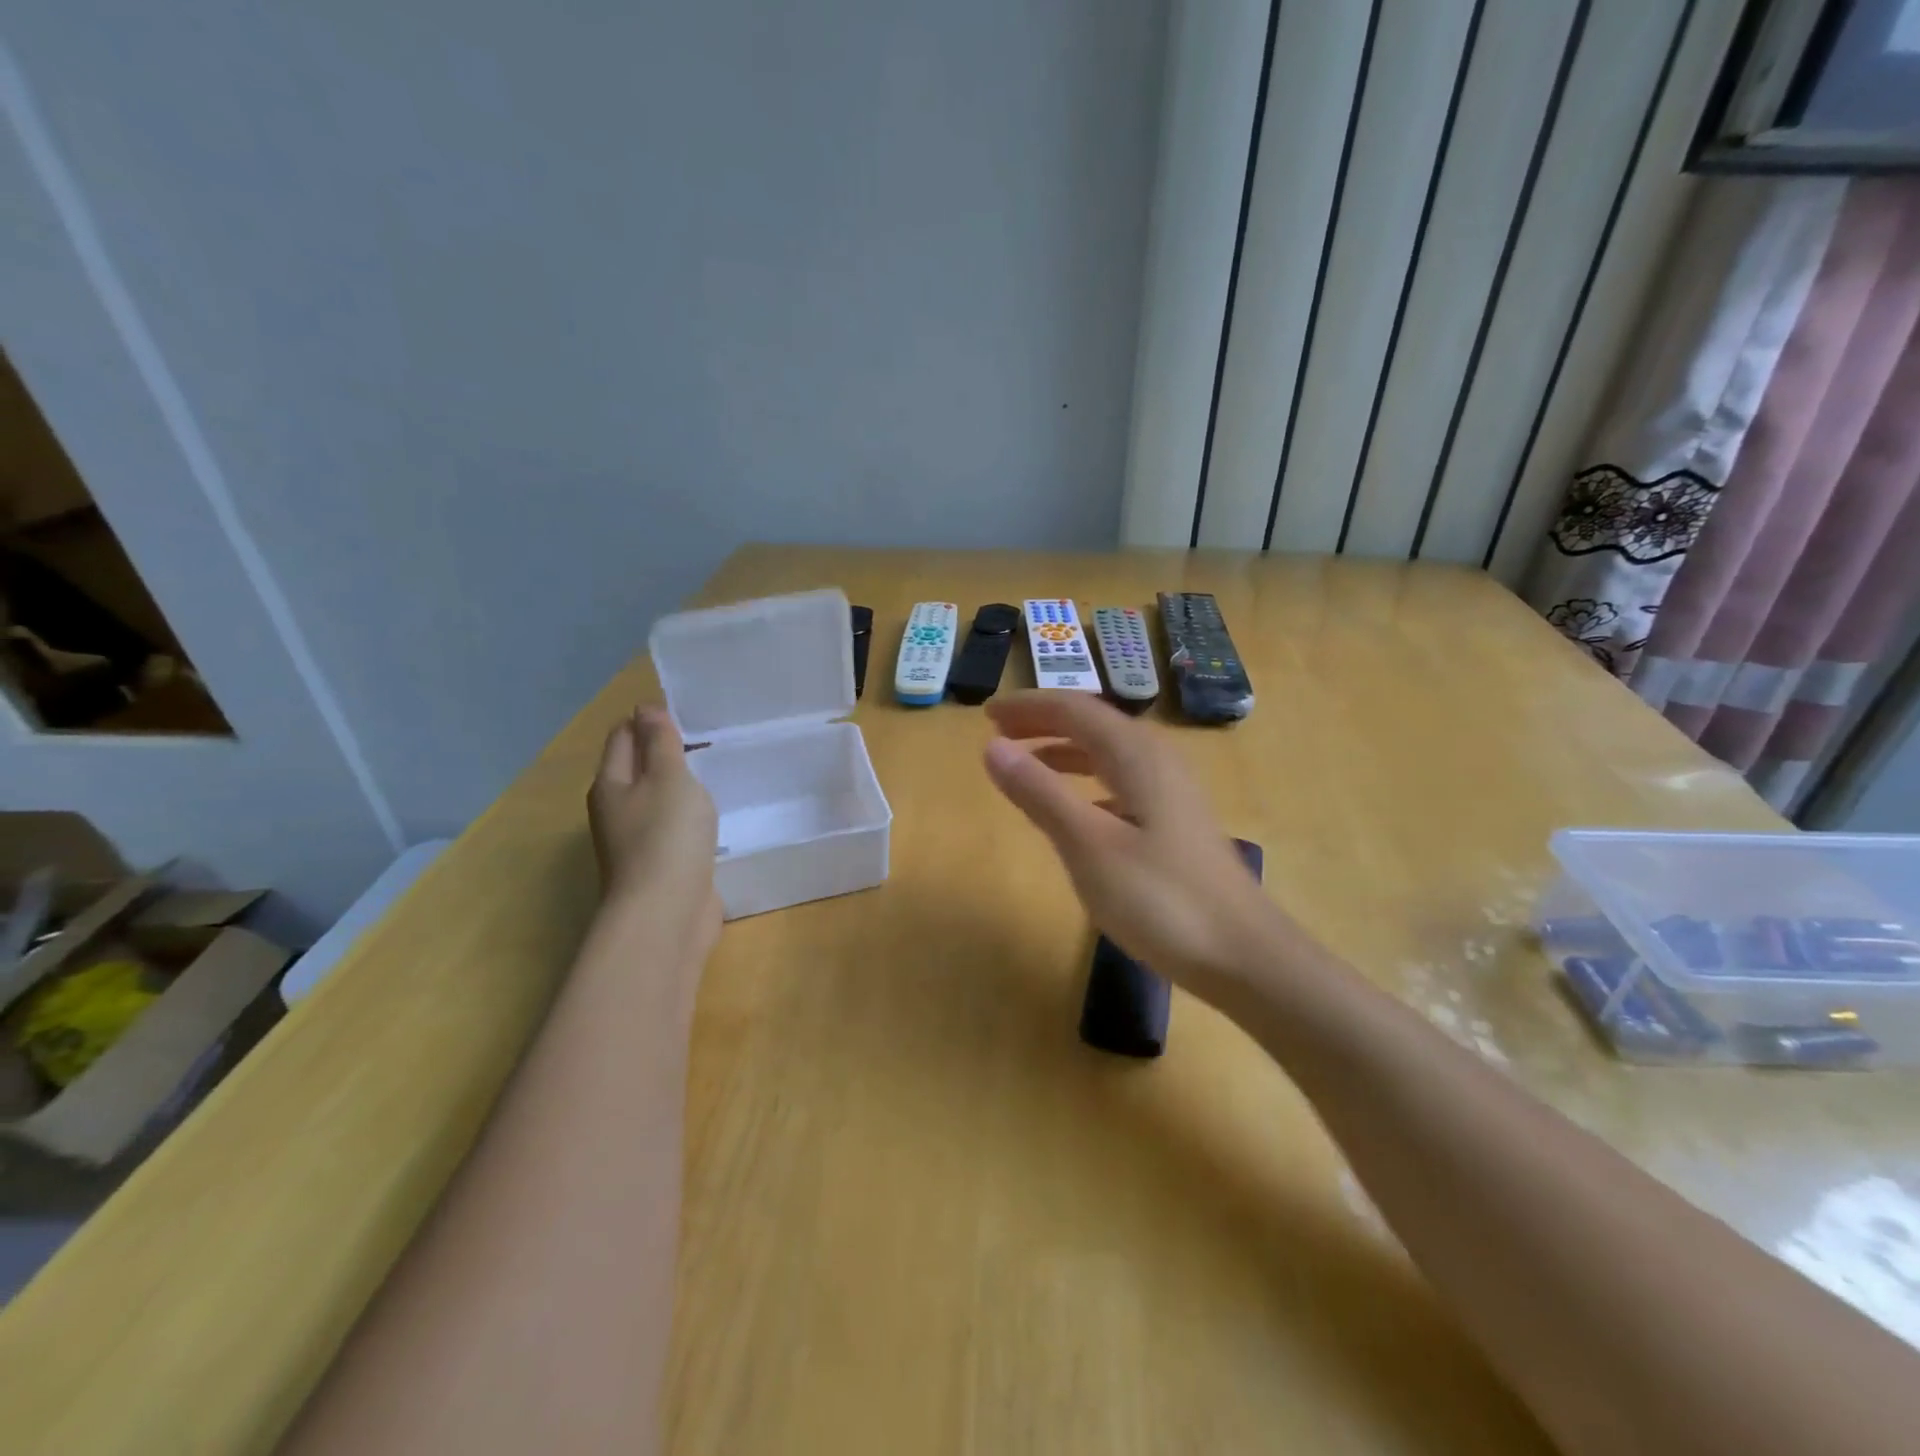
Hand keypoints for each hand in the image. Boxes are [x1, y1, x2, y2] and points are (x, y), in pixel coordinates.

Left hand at [589, 708, 721, 943]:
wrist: (666, 914)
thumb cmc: (666, 837)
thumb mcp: (668, 778)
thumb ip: (660, 743)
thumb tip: (645, 709)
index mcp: (611, 784)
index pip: (623, 736)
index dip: (649, 719)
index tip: (688, 713)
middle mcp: (616, 810)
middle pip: (637, 768)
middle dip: (666, 751)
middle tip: (708, 740)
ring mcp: (636, 842)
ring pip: (657, 801)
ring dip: (680, 787)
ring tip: (715, 773)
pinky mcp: (660, 866)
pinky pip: (673, 829)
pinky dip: (689, 818)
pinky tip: (712, 818)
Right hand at [983, 691, 1280, 1002]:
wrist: (1245, 956)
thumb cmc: (1162, 900)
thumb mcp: (1089, 846)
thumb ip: (1040, 793)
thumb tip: (993, 746)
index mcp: (1137, 755)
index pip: (1074, 709)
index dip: (1028, 707)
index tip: (986, 714)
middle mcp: (1157, 761)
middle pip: (1093, 724)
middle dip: (1044, 722)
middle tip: (998, 731)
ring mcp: (1171, 792)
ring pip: (1109, 753)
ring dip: (1064, 750)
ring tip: (1026, 764)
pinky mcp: (1176, 823)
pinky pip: (1121, 782)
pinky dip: (1087, 781)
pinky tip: (1076, 808)